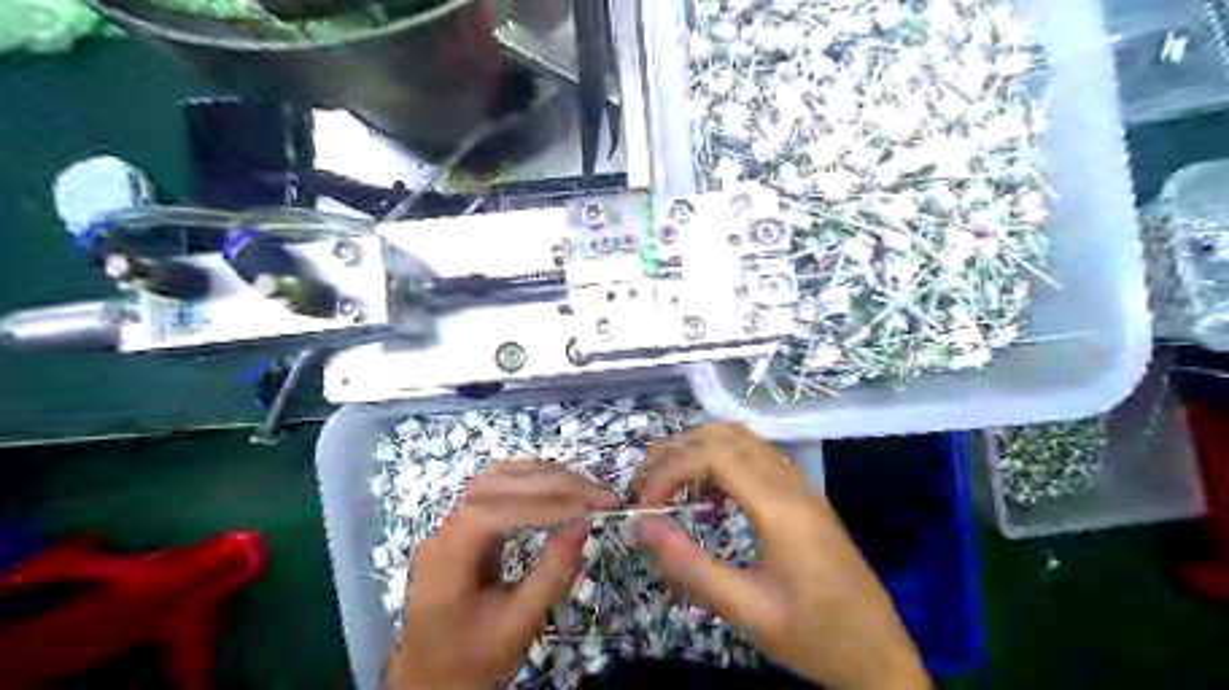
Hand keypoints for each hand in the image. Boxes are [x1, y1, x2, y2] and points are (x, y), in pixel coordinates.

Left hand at [385, 459, 620, 689]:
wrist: (428, 680)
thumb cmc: (473, 659)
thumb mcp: (519, 624)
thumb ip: (553, 572)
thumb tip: (584, 523)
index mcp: (449, 556)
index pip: (500, 509)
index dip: (550, 501)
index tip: (596, 505)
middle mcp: (444, 528)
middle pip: (499, 483)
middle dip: (555, 483)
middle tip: (602, 495)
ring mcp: (450, 523)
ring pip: (497, 477)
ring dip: (544, 476)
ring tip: (585, 489)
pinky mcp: (462, 525)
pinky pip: (495, 488)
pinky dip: (529, 481)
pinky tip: (555, 489)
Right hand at [634, 422, 932, 688]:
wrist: (879, 655)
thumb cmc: (814, 636)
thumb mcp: (746, 611)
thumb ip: (690, 566)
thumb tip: (640, 527)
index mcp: (780, 507)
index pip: (713, 455)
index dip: (670, 469)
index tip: (645, 505)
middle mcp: (791, 483)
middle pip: (726, 435)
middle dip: (678, 450)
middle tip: (647, 485)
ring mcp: (801, 486)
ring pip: (743, 439)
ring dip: (699, 449)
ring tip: (669, 482)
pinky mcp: (804, 496)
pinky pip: (757, 456)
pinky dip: (722, 458)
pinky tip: (709, 493)